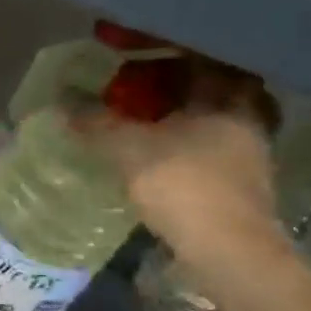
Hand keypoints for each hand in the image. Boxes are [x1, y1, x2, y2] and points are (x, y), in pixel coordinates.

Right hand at [85, 61, 291, 285]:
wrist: (230, 252)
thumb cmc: (185, 185)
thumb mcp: (129, 149)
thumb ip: (96, 124)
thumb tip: (61, 104)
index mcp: (228, 98)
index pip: (201, 61)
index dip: (167, 58)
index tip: (136, 60)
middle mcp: (248, 119)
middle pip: (208, 92)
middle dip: (173, 90)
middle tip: (136, 91)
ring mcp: (249, 155)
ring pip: (210, 123)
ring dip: (179, 121)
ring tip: (140, 125)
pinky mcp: (241, 186)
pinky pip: (209, 151)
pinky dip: (184, 149)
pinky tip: (156, 158)